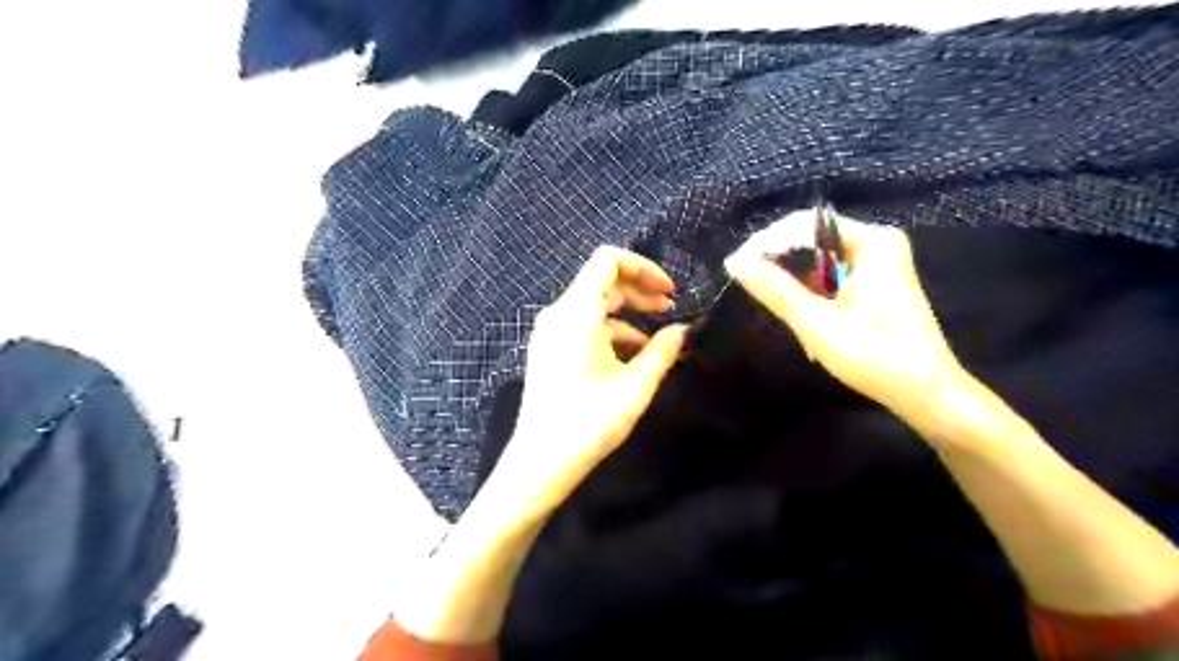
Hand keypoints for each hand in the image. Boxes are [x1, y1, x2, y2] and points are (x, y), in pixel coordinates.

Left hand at [493, 245, 692, 523]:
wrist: (541, 461)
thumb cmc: (589, 422)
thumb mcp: (635, 387)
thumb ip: (662, 352)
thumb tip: (683, 330)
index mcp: (577, 313)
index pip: (608, 261)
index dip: (643, 268)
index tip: (669, 292)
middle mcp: (558, 313)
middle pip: (603, 282)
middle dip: (640, 292)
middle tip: (671, 311)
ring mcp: (550, 331)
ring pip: (594, 305)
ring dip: (628, 315)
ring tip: (658, 340)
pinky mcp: (549, 348)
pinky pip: (583, 325)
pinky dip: (610, 331)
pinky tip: (632, 356)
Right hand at [729, 214, 965, 424]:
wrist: (926, 394)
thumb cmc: (876, 358)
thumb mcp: (818, 324)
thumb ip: (776, 290)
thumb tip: (735, 261)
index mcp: (872, 242)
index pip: (804, 225)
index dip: (766, 243)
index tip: (736, 267)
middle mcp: (877, 243)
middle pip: (810, 241)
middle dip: (782, 268)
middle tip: (757, 295)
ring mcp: (878, 263)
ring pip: (817, 262)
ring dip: (797, 290)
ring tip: (787, 318)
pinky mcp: (874, 283)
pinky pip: (830, 277)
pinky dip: (813, 299)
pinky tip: (810, 328)